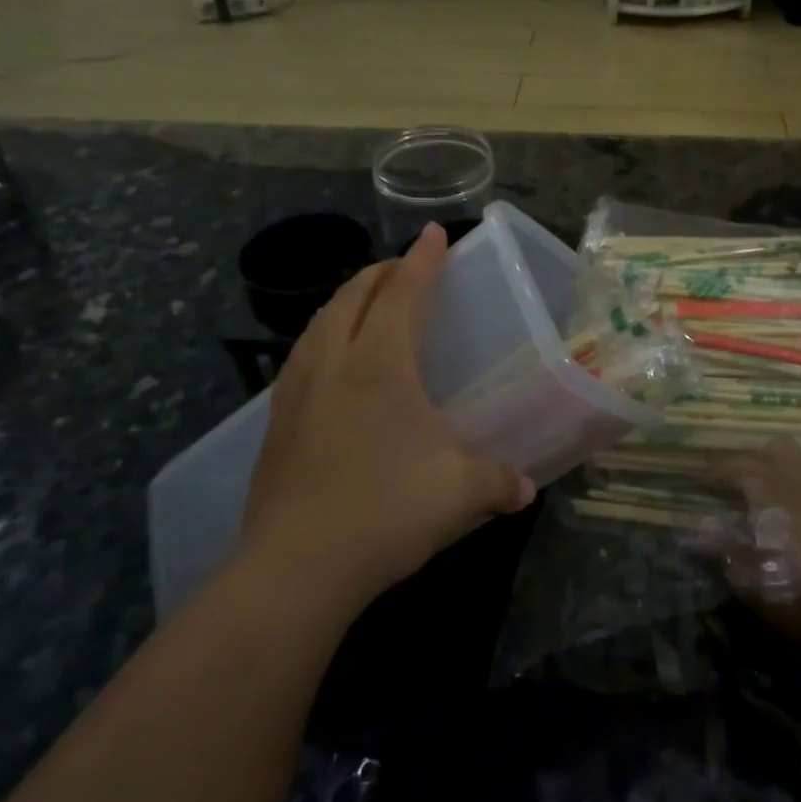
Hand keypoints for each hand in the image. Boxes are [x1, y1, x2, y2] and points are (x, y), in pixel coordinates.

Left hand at [238, 223, 535, 612]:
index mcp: (379, 363)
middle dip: (381, 273)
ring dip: (346, 303)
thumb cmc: (386, 509)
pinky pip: (302, 360)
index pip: (403, 292)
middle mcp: (332, 364)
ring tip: (366, 306)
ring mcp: (295, 393)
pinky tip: (334, 368)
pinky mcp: (275, 426)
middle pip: (352, 296)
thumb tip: (525, 489)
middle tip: (406, 268)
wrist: (295, 567)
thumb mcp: (461, 492)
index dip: (423, 259)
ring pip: (319, 325)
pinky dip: (324, 341)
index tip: (436, 233)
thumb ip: (499, 481)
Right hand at [712, 439, 800, 657]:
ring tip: (798, 484)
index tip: (706, 474)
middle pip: (777, 448)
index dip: (717, 469)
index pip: (733, 466)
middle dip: (763, 458)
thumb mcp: (751, 579)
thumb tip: (702, 526)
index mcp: (766, 488)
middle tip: (754, 479)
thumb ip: (725, 548)